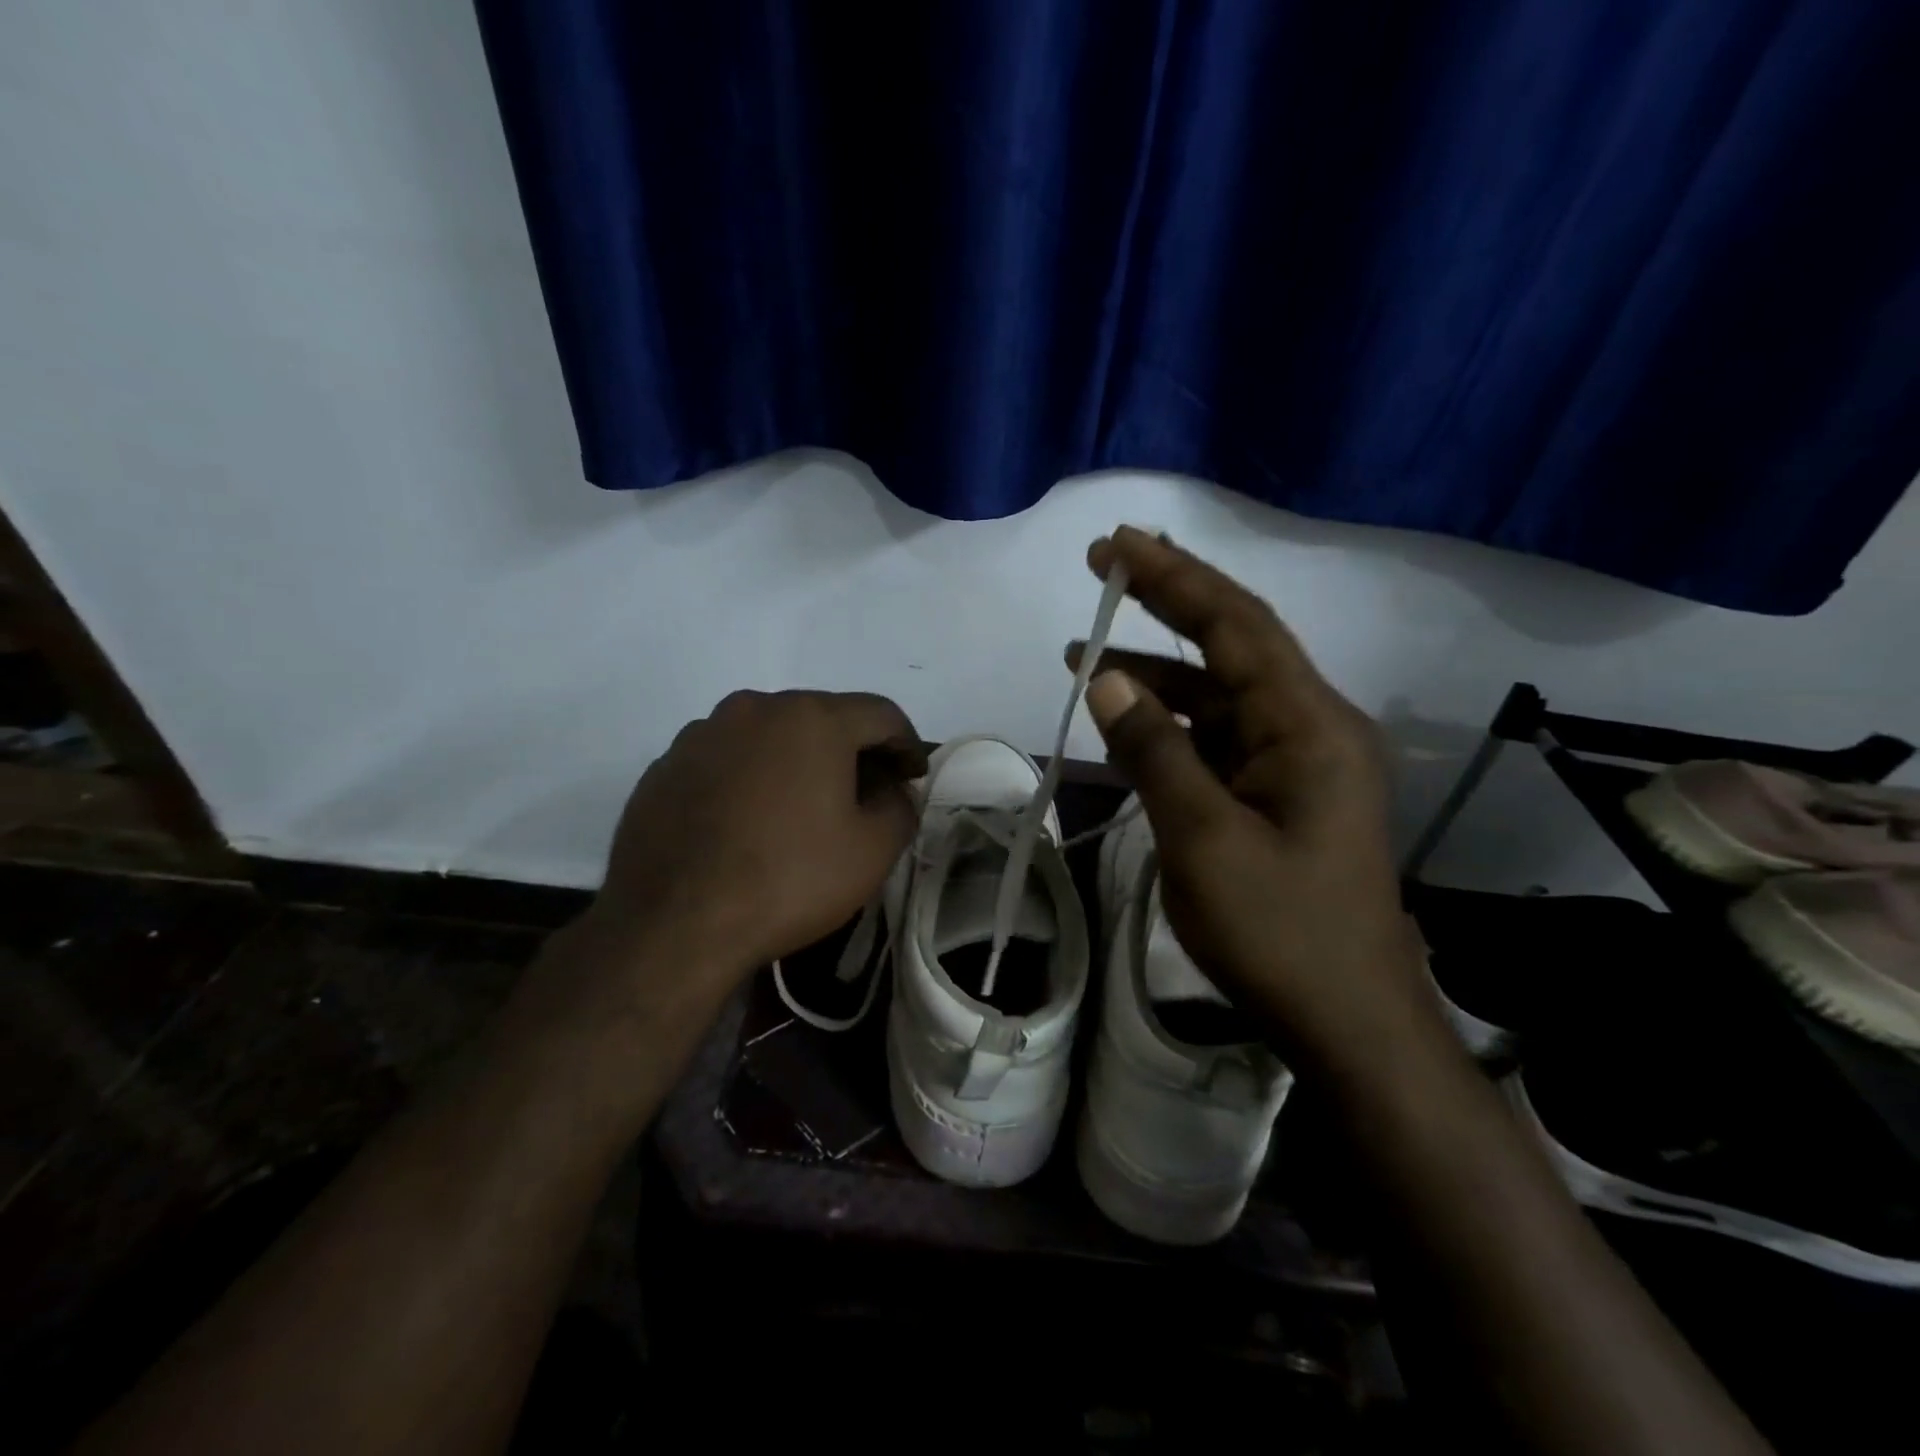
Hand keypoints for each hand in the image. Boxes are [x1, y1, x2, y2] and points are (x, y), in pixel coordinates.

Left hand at [583, 690, 923, 1000]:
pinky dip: (751, 778)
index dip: (906, 744)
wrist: (673, 925)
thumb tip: (894, 791)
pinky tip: (750, 822)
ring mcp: (702, 733)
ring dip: (798, 761)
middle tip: (866, 794)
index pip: (881, 714)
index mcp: (812, 718)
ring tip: (803, 809)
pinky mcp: (666, 765)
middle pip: (823, 718)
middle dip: (852, 751)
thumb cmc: (789, 880)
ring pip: (770, 736)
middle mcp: (755, 708)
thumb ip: (901, 807)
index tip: (913, 777)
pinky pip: (727, 759)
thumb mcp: (872, 851)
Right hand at [1070, 528, 1434, 1068]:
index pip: (1235, 626)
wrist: (1347, 1022)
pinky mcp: (1281, 794)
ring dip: (1157, 674)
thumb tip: (1108, 679)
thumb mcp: (1201, 839)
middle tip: (1106, 563)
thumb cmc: (1277, 932)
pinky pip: (1219, 740)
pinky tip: (1125, 726)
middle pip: (1233, 644)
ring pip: (1219, 696)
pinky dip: (1171, 726)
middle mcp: (1311, 727)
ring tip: (1084, 656)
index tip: (1116, 544)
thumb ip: (1155, 751)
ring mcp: (1298, 763)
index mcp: (1308, 726)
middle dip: (1168, 601)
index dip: (1173, 578)